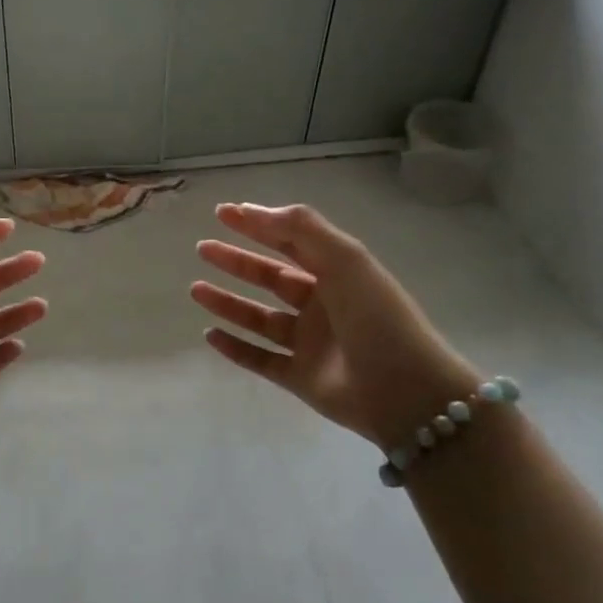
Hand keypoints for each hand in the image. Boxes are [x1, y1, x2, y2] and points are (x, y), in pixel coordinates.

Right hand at [189, 202, 479, 453]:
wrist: (406, 392)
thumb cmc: (377, 318)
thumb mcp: (345, 260)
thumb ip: (301, 229)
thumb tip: (254, 210)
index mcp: (337, 274)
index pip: (291, 242)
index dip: (258, 224)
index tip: (222, 213)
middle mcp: (322, 305)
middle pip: (271, 277)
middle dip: (236, 261)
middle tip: (202, 248)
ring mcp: (310, 343)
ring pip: (259, 318)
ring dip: (228, 302)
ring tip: (196, 290)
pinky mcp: (300, 377)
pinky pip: (259, 359)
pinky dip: (235, 347)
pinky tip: (210, 334)